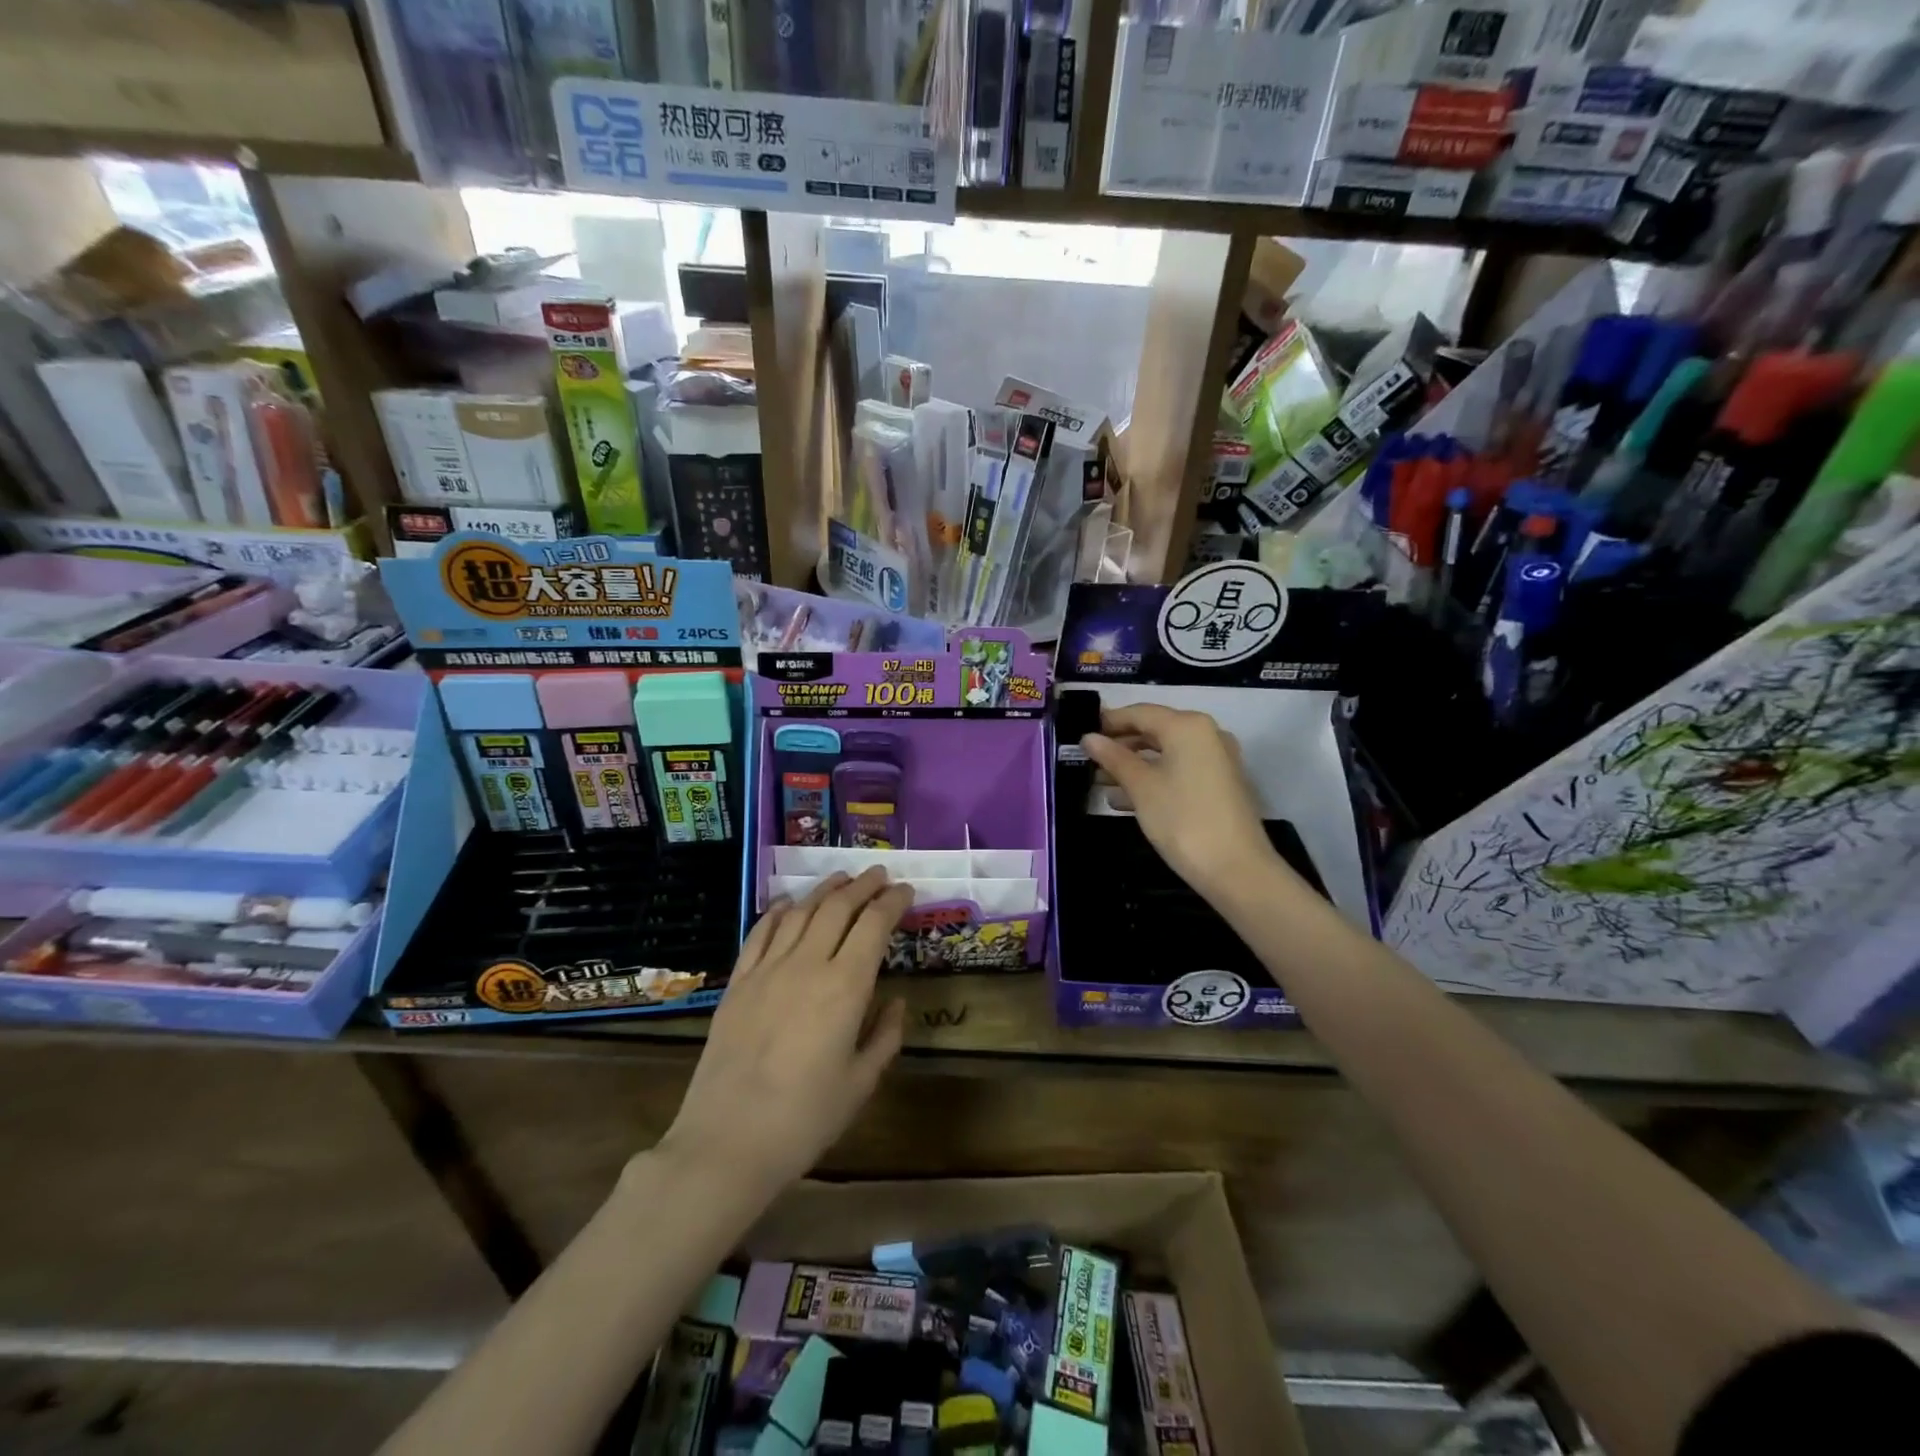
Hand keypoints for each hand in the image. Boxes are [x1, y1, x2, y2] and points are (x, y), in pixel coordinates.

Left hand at [656, 869, 910, 1197]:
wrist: (726, 1142)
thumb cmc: (804, 1119)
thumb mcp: (860, 1084)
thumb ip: (885, 1036)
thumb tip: (895, 1002)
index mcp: (845, 987)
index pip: (874, 925)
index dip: (893, 902)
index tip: (906, 890)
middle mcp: (807, 964)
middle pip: (838, 907)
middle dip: (863, 885)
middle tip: (879, 875)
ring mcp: (768, 970)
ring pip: (801, 912)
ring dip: (825, 890)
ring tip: (842, 878)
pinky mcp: (738, 983)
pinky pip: (761, 933)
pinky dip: (779, 911)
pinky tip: (789, 904)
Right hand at [1082, 703, 1282, 901]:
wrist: (1236, 869)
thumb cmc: (1182, 819)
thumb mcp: (1141, 787)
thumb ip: (1113, 758)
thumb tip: (1089, 738)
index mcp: (1187, 726)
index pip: (1140, 712)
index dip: (1108, 722)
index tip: (1080, 734)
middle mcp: (1206, 734)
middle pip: (1154, 730)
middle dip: (1120, 744)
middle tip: (1087, 759)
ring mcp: (1216, 760)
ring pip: (1165, 753)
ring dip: (1133, 764)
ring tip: (1099, 781)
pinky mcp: (1219, 784)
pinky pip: (1179, 770)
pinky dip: (1153, 778)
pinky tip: (1124, 798)